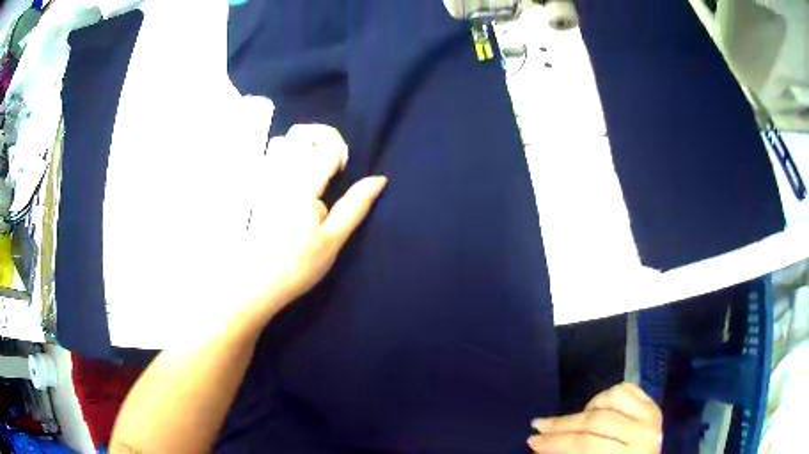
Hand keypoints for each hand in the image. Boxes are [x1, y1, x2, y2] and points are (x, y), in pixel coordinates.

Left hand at [245, 124, 385, 315]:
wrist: (255, 283)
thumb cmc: (297, 265)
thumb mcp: (333, 239)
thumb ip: (356, 205)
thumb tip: (379, 180)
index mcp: (302, 184)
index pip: (326, 146)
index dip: (340, 154)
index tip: (341, 174)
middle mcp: (279, 174)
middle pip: (302, 134)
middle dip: (323, 139)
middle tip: (331, 165)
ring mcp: (263, 180)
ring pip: (283, 141)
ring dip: (303, 145)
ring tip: (313, 169)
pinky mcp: (255, 188)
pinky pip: (269, 156)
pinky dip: (286, 154)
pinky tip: (293, 179)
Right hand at [528, 383, 662, 452]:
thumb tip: (539, 446)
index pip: (585, 445)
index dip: (556, 443)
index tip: (531, 440)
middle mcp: (641, 434)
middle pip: (597, 422)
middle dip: (562, 425)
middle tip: (538, 426)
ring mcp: (650, 416)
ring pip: (612, 399)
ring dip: (588, 407)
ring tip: (577, 420)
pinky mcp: (653, 405)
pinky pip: (627, 389)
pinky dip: (608, 395)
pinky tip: (598, 407)